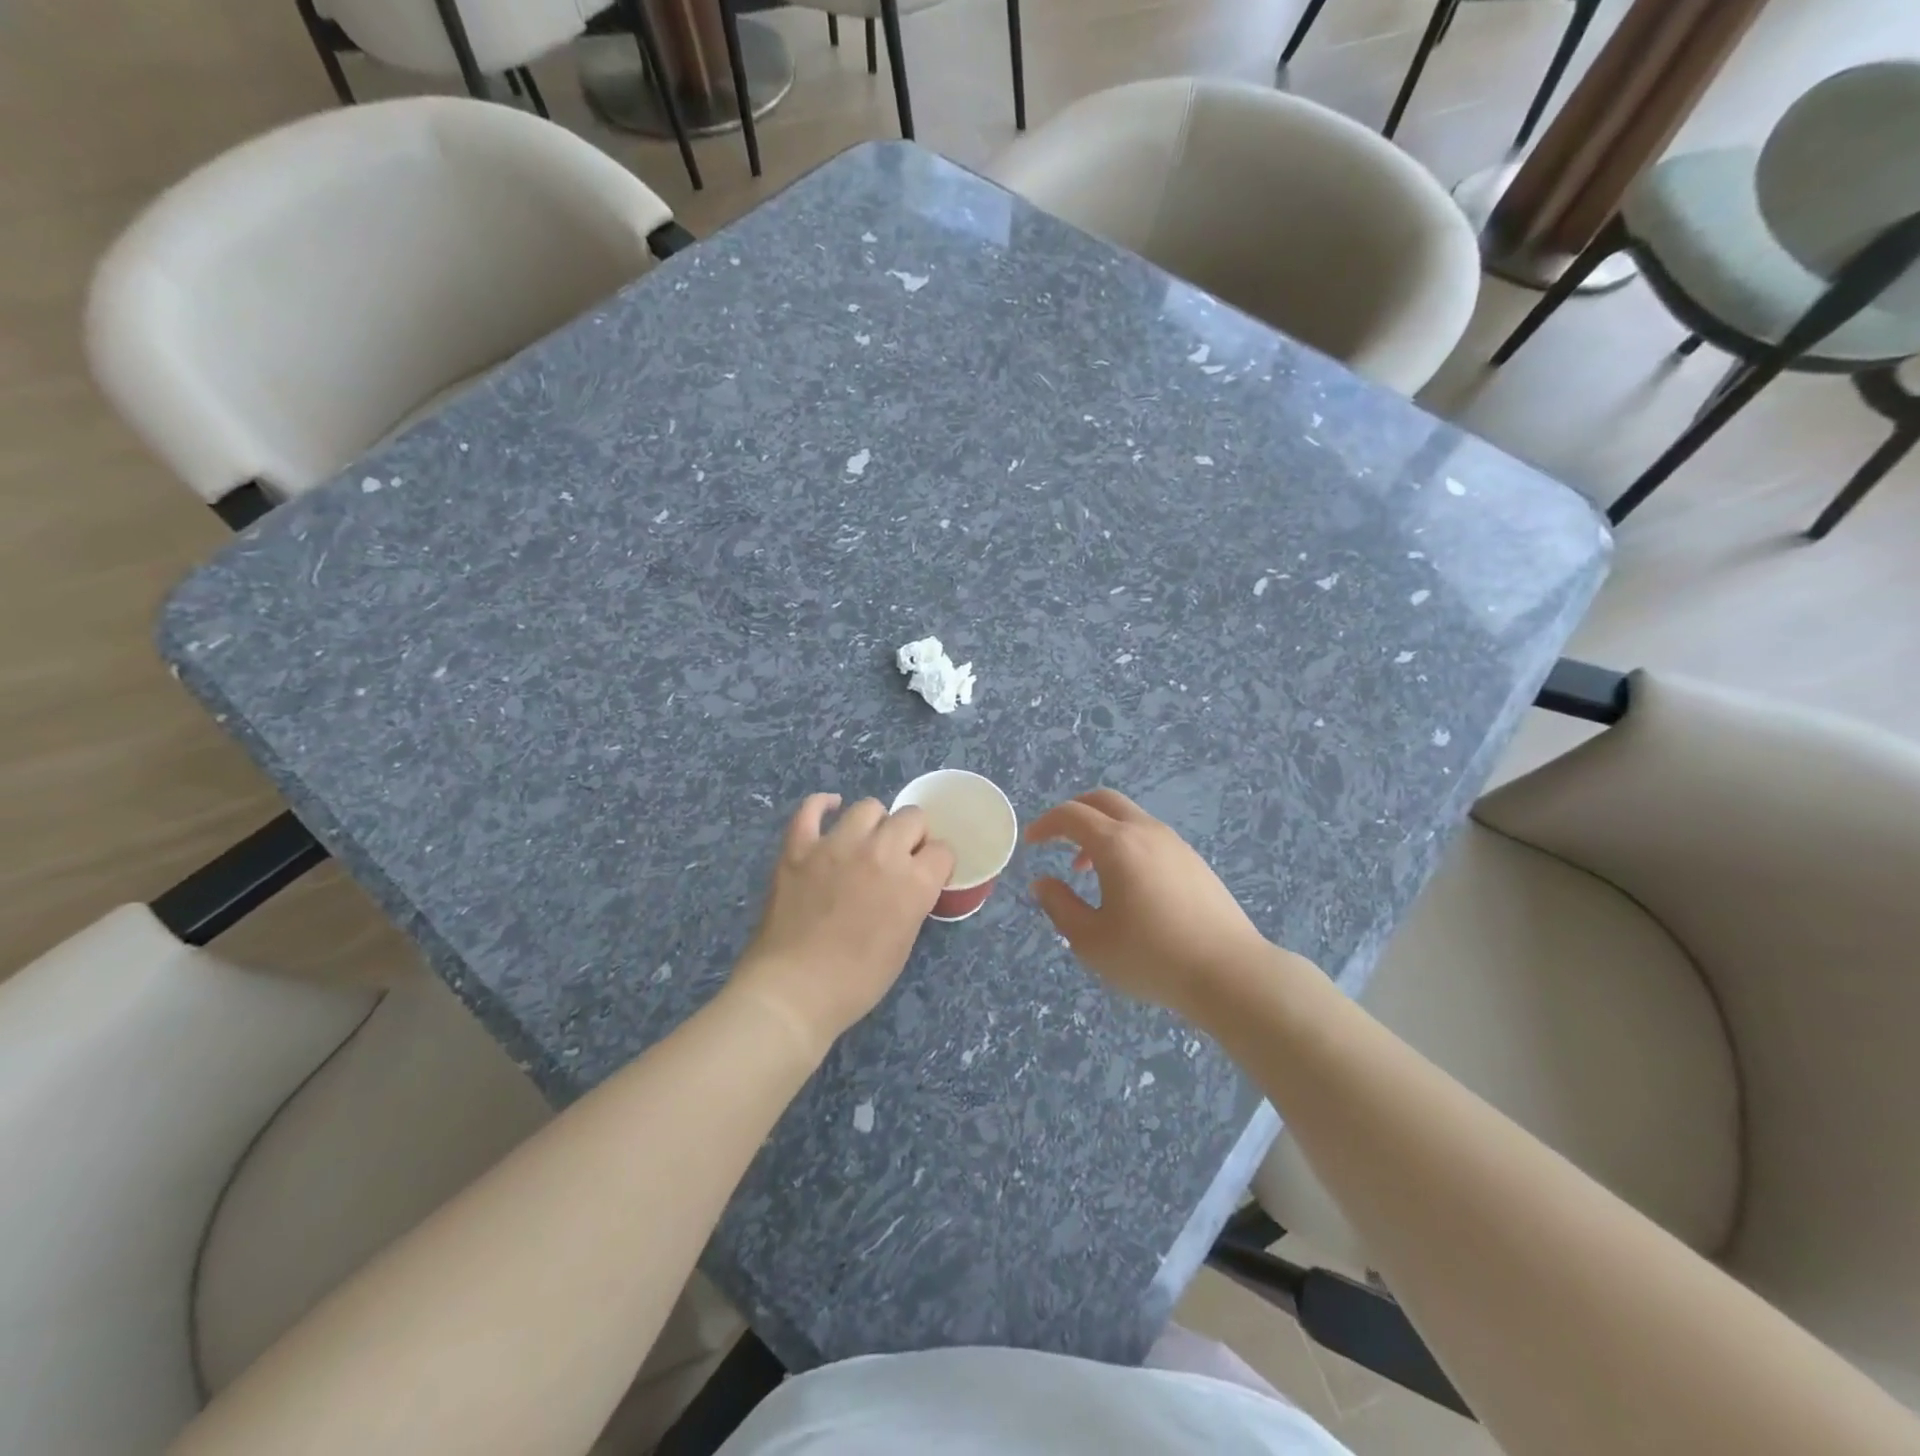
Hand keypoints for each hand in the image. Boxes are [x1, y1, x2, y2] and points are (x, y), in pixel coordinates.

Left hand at [730, 794, 955, 1056]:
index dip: (936, 863)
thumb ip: (912, 902)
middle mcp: (880, 852)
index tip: (927, 874)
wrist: (794, 992)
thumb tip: (908, 883)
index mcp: (913, 882)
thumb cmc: (856, 981)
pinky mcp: (799, 847)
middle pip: (912, 818)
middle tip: (899, 859)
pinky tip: (830, 808)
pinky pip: (811, 809)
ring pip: (868, 807)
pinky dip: (823, 805)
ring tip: (866, 842)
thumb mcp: (903, 944)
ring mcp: (836, 845)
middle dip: (912, 836)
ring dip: (875, 823)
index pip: (941, 851)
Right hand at [1026, 788, 1278, 1021]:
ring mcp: (1175, 844)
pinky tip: (1127, 885)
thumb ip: (1059, 906)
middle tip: (1056, 840)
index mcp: (1116, 844)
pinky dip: (1126, 844)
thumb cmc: (1151, 957)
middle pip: (1103, 800)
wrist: (1229, 973)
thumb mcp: (1091, 940)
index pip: (1071, 815)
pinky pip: (1150, 836)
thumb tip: (1042, 882)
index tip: (1031, 842)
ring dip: (1101, 831)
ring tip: (1088, 872)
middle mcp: (1146, 832)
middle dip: (1074, 813)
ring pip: (1129, 818)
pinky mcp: (1194, 861)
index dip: (1045, 824)